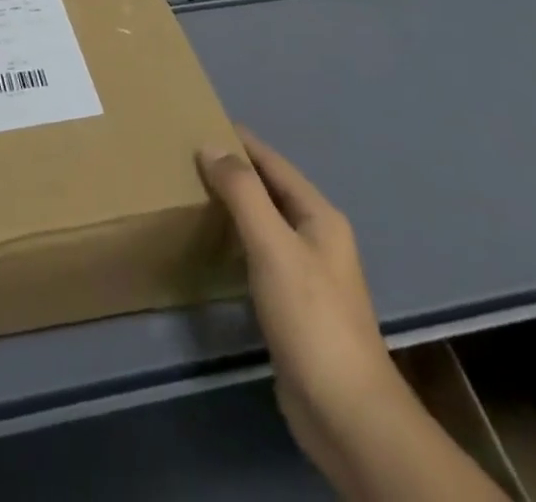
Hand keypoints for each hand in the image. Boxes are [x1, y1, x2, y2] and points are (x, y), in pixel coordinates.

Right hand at [197, 128, 400, 474]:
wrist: (347, 414)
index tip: (201, 121)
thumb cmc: (311, 318)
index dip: (240, 141)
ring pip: (266, 223)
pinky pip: (261, 254)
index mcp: (320, 216)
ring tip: (194, 192)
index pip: (274, 163)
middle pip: (271, 190)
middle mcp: (318, 238)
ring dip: (235, 205)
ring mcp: (309, 274)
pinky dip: (238, 239)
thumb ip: (243, 193)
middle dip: (235, 170)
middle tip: (188, 156)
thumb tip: (211, 146)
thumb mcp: (273, 246)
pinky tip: (215, 244)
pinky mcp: (295, 306)